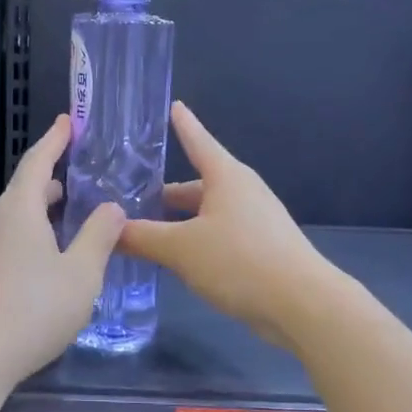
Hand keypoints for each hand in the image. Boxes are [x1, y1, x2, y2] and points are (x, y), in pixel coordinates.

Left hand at [0, 114, 125, 388]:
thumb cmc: (34, 308)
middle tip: (79, 182)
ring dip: (42, 214)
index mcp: (18, 210)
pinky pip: (8, 242)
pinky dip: (31, 237)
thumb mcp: (81, 272)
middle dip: (52, 183)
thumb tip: (111, 207)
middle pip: (24, 191)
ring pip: (15, 219)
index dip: (54, 140)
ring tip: (69, 222)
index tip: (68, 122)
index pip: (37, 162)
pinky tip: (48, 262)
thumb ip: (99, 236)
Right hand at [120, 102, 330, 349]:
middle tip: (130, 201)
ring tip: (145, 234)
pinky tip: (177, 261)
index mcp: (226, 177)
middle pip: (197, 185)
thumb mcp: (181, 249)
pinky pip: (219, 235)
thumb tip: (108, 230)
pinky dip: (195, 241)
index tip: (174, 105)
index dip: (183, 125)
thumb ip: (141, 237)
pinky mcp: (262, 249)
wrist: (303, 305)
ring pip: (207, 213)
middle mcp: (243, 192)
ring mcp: (256, 221)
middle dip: (165, 194)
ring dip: (178, 222)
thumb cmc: (239, 261)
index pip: (198, 141)